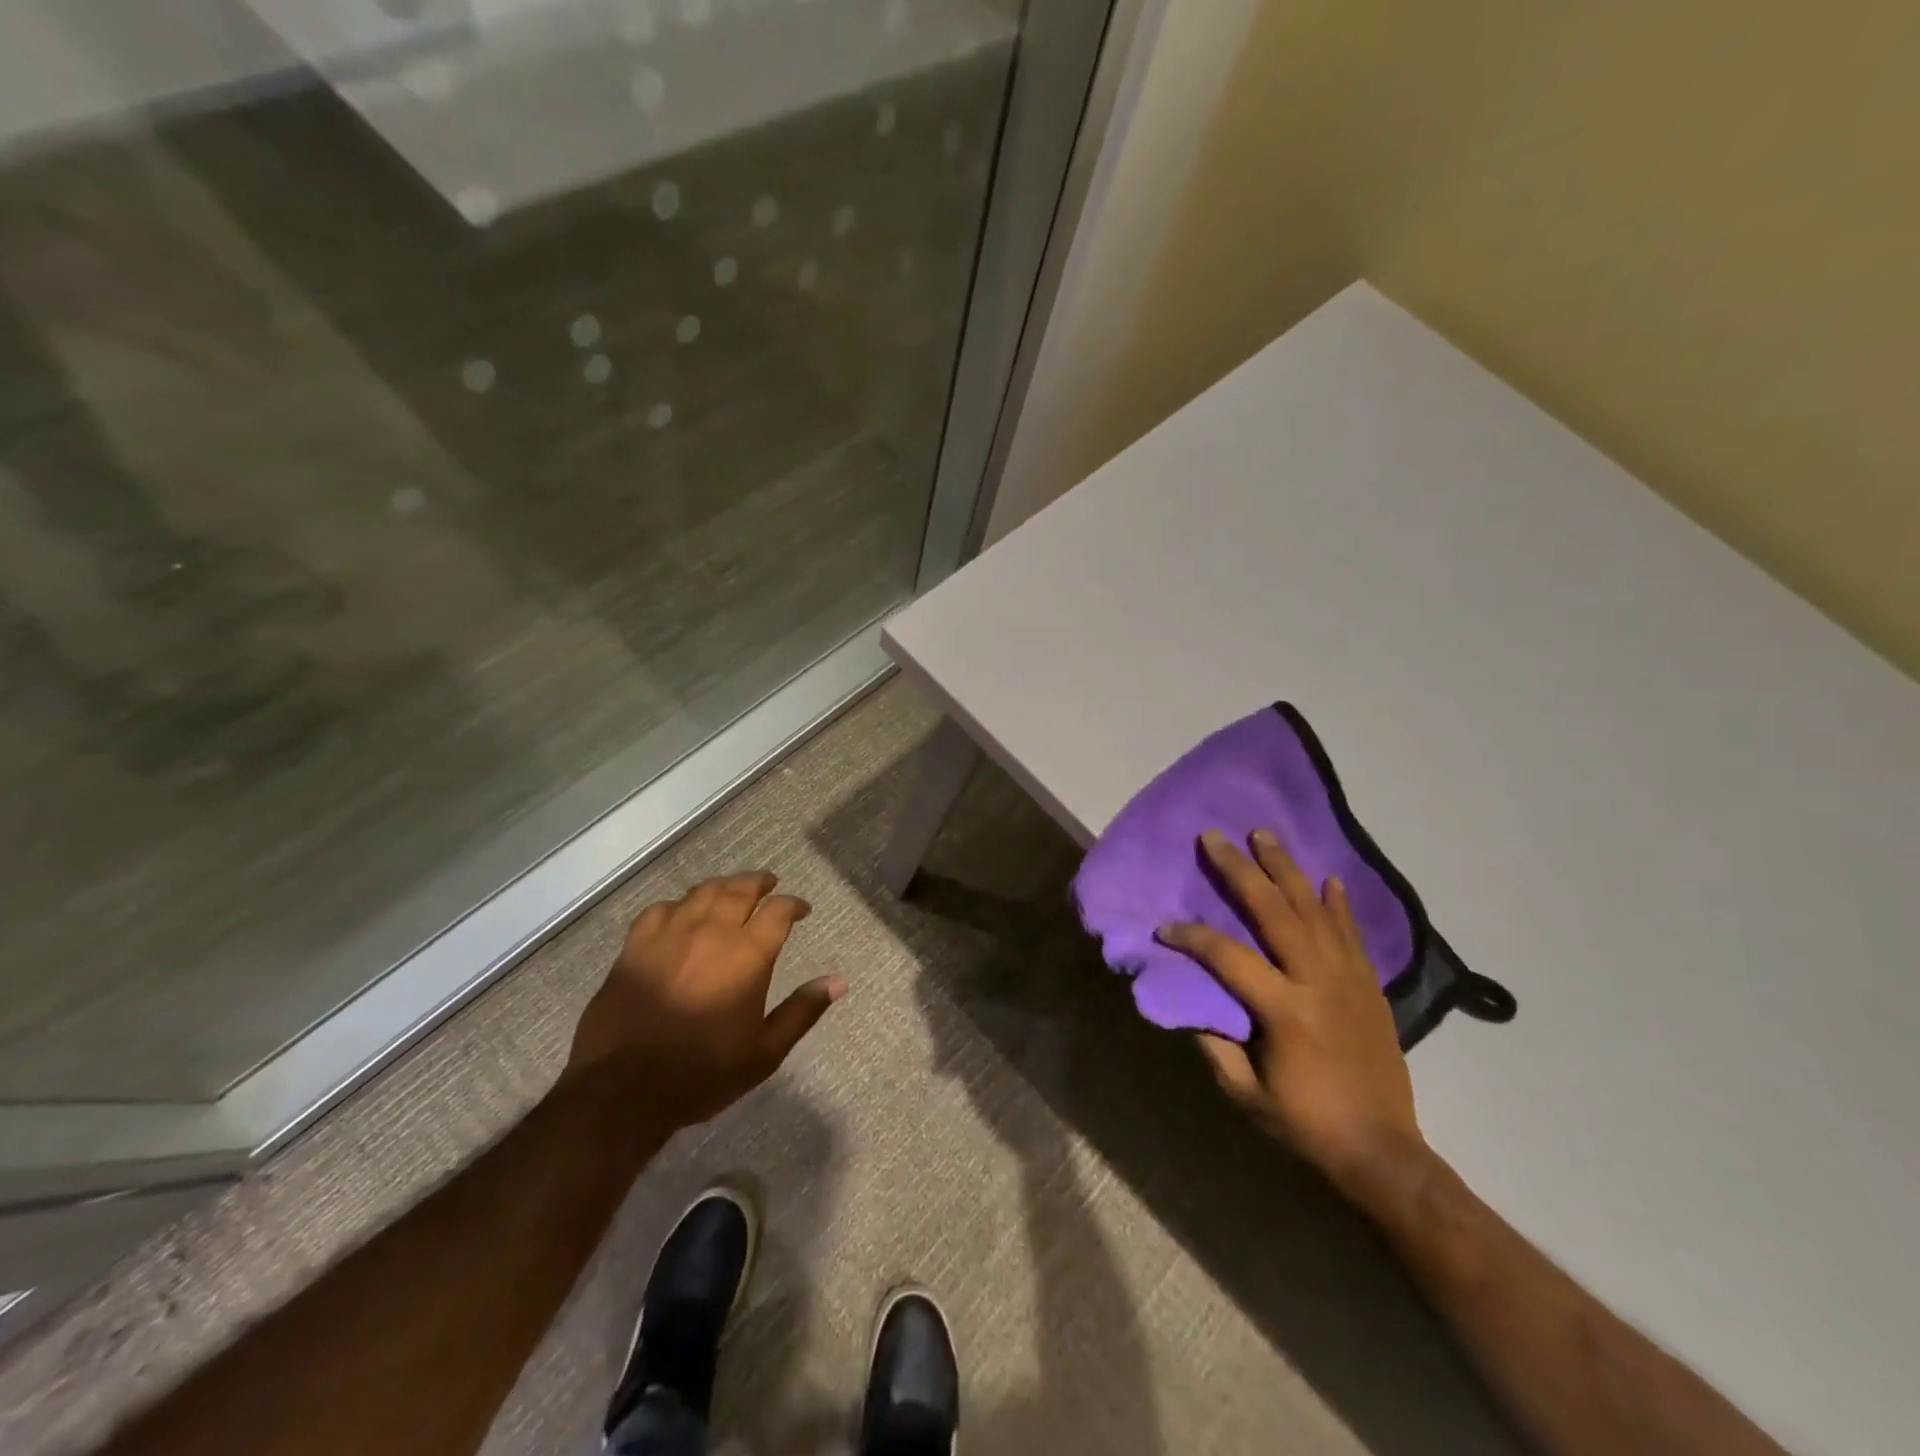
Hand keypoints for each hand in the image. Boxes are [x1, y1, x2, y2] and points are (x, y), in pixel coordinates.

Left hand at [568, 871, 844, 1127]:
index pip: (778, 911)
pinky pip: (660, 909)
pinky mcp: (635, 947)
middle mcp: (711, 933)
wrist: (622, 1092)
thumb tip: (839, 981)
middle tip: (769, 884)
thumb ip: (802, 1011)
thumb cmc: (702, 1074)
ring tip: (732, 890)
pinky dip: (678, 905)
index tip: (802, 910)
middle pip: (739, 890)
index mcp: (747, 956)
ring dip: (723, 886)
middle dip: (759, 883)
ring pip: (702, 893)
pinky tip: (682, 913)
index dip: (793, 905)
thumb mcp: (764, 1053)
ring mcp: (669, 935)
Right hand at [1160, 830, 1425, 1197]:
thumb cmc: (1306, 1124)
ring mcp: (1349, 979)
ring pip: (1315, 910)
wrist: (1383, 1152)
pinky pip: (1352, 933)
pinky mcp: (1370, 986)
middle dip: (1241, 871)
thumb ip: (1216, 1044)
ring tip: (1265, 835)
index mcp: (1285, 1011)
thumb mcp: (1246, 1093)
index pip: (1228, 957)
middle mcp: (1319, 982)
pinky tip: (1328, 878)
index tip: (1164, 927)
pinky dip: (1339, 903)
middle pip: (1275, 912)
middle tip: (1216, 838)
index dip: (1192, 937)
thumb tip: (1192, 1003)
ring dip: (1287, 870)